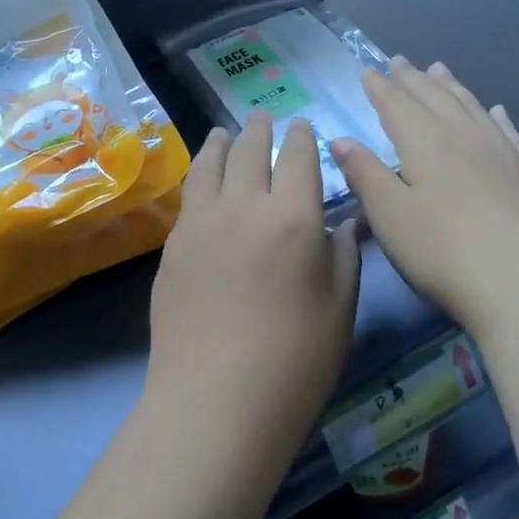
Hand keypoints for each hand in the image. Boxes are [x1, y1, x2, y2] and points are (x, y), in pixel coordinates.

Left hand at [146, 113, 361, 465]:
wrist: (216, 400)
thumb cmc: (295, 360)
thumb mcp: (340, 307)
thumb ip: (343, 255)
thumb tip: (344, 221)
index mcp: (294, 217)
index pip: (298, 158)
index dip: (302, 137)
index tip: (302, 126)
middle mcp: (246, 205)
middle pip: (251, 150)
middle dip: (261, 129)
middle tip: (263, 117)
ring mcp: (203, 221)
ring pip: (211, 163)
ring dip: (222, 142)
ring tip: (225, 132)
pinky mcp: (174, 244)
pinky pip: (190, 194)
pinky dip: (200, 173)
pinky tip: (203, 178)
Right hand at [332, 59, 518, 344]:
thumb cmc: (445, 252)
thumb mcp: (391, 216)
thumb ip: (366, 174)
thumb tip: (342, 140)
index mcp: (425, 142)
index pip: (397, 104)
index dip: (380, 87)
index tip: (367, 71)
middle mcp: (464, 136)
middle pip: (435, 97)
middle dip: (413, 79)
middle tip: (400, 61)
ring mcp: (502, 153)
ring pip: (472, 107)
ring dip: (452, 87)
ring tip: (440, 70)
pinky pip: (509, 132)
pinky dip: (496, 117)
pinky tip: (497, 111)